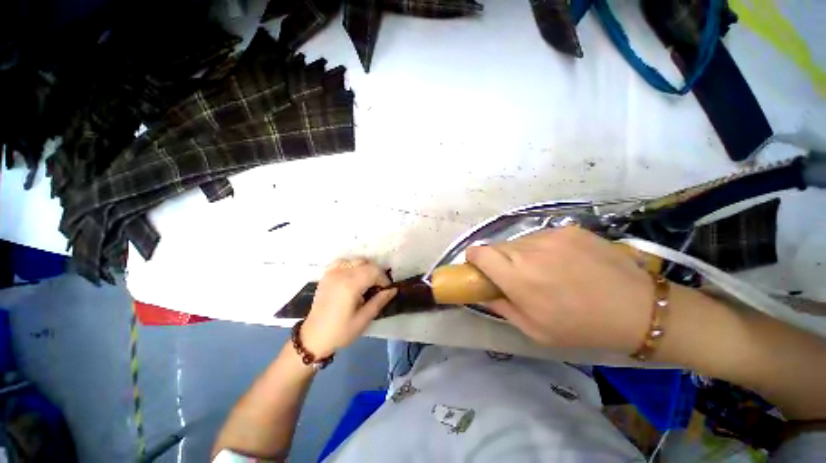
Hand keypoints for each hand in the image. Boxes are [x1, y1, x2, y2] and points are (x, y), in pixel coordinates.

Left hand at [301, 259, 396, 357]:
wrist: (313, 338)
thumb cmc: (340, 331)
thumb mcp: (363, 319)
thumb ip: (379, 301)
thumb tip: (393, 289)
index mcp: (350, 285)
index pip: (374, 271)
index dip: (384, 279)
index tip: (386, 291)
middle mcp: (341, 274)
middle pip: (367, 264)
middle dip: (376, 274)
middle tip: (378, 289)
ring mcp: (332, 272)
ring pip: (357, 261)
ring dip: (366, 269)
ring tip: (367, 284)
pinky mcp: (327, 275)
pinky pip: (344, 262)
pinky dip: (353, 266)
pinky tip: (354, 277)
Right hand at [465, 227, 653, 352]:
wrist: (636, 308)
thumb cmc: (580, 326)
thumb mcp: (534, 330)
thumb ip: (501, 307)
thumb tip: (484, 293)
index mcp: (517, 278)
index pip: (479, 253)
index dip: (474, 258)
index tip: (479, 266)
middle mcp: (528, 251)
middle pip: (497, 246)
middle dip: (498, 259)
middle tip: (516, 275)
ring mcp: (549, 236)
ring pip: (518, 241)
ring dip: (521, 253)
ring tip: (543, 269)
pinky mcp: (567, 229)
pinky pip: (540, 235)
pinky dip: (541, 247)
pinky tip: (563, 261)